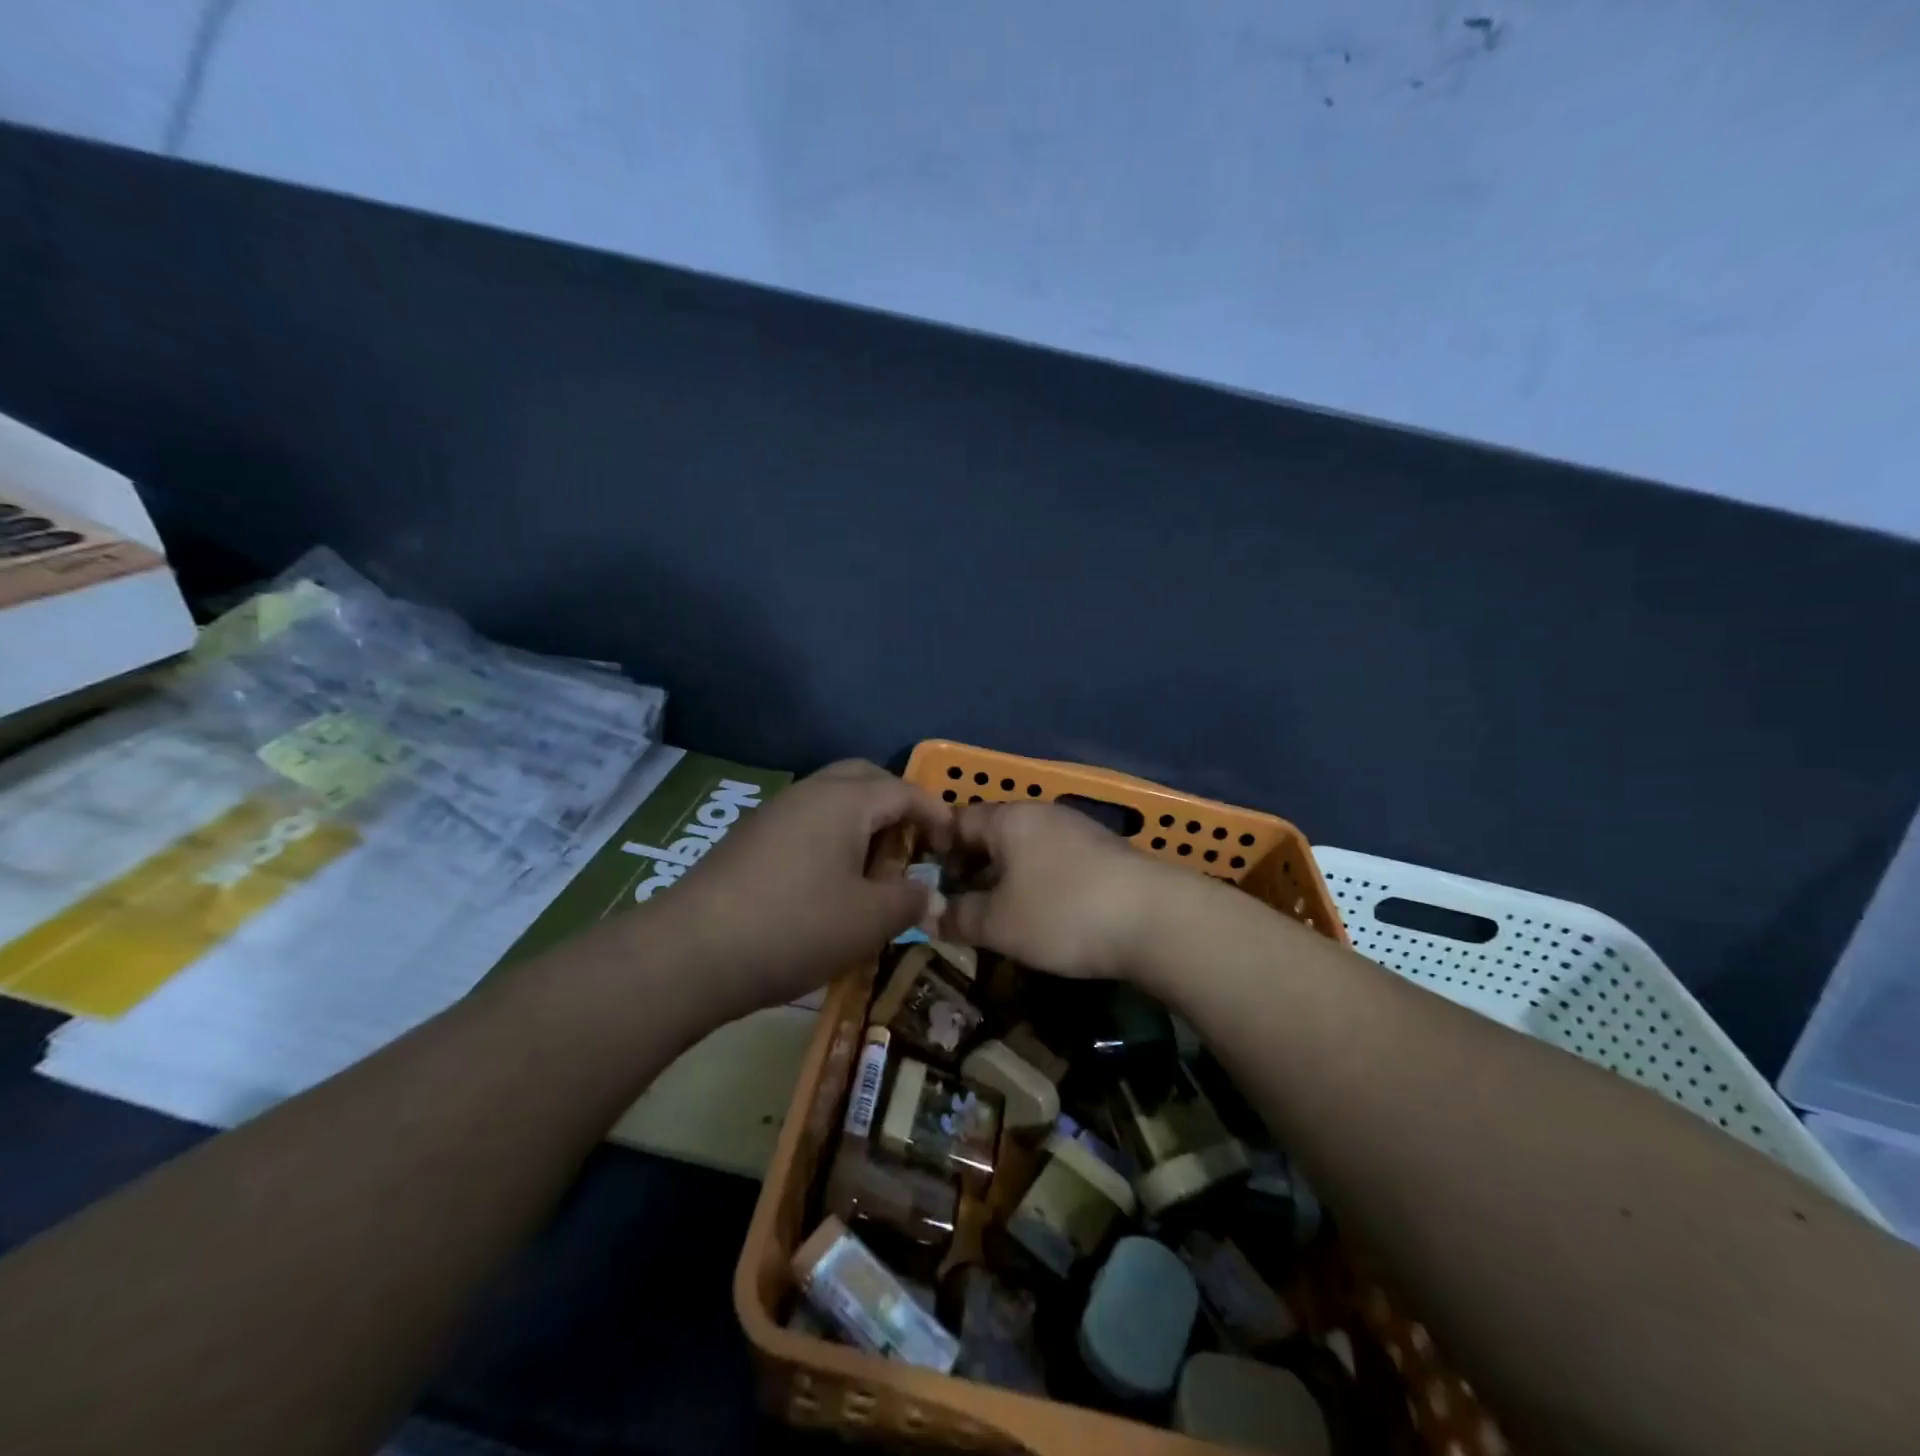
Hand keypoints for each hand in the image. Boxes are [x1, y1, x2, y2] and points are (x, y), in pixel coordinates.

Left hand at [656, 760, 951, 1015]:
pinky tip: (831, 882)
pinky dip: (832, 838)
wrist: (692, 952)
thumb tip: (930, 894)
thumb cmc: (796, 926)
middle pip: (865, 779)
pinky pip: (806, 822)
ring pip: (832, 800)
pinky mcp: (750, 838)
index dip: (936, 814)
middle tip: (914, 845)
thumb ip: (909, 900)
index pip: (904, 790)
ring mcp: (774, 813)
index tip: (953, 844)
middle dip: (897, 805)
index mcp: (844, 800)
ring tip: (875, 869)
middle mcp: (809, 793)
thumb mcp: (869, 920)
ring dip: (862, 823)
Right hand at [939, 801, 1196, 979]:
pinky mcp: (1104, 852)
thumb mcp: (1000, 923)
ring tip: (996, 913)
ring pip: (1025, 847)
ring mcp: (1078, 829)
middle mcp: (1042, 813)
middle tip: (957, 903)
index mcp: (1009, 818)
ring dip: (1005, 876)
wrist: (1157, 919)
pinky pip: (1054, 860)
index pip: (957, 820)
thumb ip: (958, 917)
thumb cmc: (1063, 913)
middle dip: (970, 865)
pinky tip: (1042, 913)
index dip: (936, 849)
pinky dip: (1037, 881)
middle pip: (992, 832)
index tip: (927, 883)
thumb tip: (928, 916)